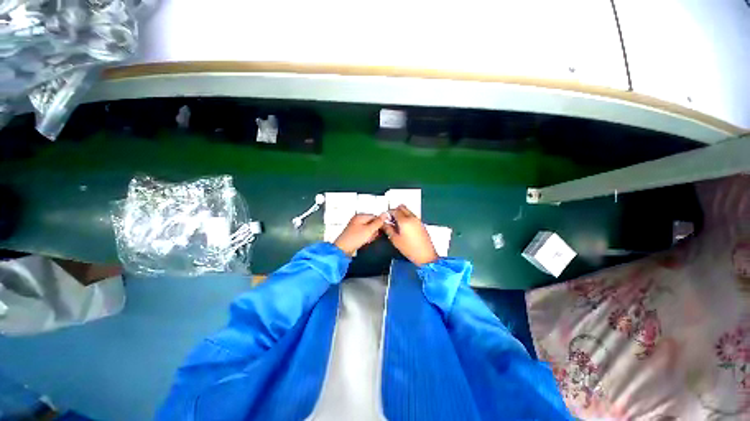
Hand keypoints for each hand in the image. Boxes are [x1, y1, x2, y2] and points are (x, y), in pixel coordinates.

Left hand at [333, 214, 387, 255]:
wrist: (343, 250)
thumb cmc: (354, 239)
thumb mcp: (369, 230)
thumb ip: (378, 222)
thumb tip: (385, 214)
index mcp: (360, 216)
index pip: (375, 217)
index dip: (380, 223)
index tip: (383, 230)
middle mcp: (357, 220)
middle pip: (372, 223)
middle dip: (374, 230)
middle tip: (372, 236)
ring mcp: (356, 227)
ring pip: (369, 229)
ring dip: (371, 235)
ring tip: (368, 240)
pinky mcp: (355, 234)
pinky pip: (364, 234)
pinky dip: (366, 237)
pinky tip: (365, 241)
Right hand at [382, 205, 438, 265]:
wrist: (426, 255)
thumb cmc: (410, 249)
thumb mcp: (395, 240)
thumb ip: (388, 229)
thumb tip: (384, 224)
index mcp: (404, 221)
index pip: (394, 210)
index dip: (388, 213)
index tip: (385, 217)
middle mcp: (412, 217)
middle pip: (402, 207)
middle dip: (395, 211)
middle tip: (391, 219)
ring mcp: (418, 220)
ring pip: (408, 211)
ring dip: (402, 214)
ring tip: (397, 224)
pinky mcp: (421, 224)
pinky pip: (412, 216)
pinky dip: (407, 217)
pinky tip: (404, 227)